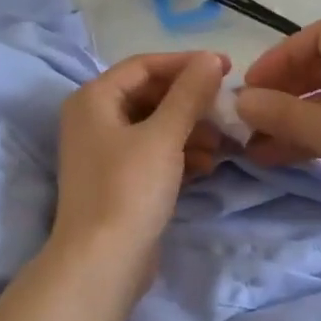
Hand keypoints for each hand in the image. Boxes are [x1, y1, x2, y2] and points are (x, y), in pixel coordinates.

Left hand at [51, 51, 228, 279]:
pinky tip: (207, 165)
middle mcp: (94, 120)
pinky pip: (154, 154)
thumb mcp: (163, 136)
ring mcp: (105, 152)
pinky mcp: (119, 181)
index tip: (227, 68)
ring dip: (190, 130)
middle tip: (227, 110)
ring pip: (155, 127)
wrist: (103, 261)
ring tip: (222, 144)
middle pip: (150, 96)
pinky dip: (180, 154)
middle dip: (191, 102)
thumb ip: (188, 95)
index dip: (186, 64)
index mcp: (93, 99)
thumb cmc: (129, 190)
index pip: (144, 66)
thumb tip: (209, 59)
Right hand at [236, 20, 320, 246]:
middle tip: (247, 120)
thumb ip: (287, 115)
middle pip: (320, 70)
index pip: (318, 37)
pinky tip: (277, 158)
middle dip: (281, 93)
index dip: (280, 57)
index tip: (251, 87)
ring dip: (290, 121)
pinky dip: (310, 140)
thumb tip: (241, 101)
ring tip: (252, 147)